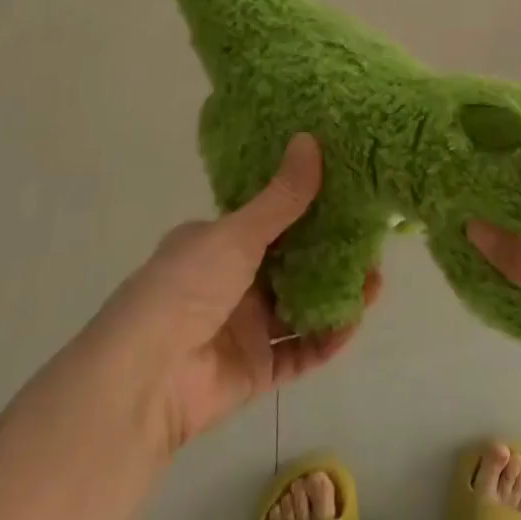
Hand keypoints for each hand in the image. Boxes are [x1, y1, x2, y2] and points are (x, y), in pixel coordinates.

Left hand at [103, 134, 380, 456]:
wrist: (144, 381)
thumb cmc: (186, 288)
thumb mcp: (237, 233)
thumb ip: (282, 196)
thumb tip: (310, 138)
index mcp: (216, 244)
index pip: (270, 220)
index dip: (309, 209)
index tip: (348, 198)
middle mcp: (230, 282)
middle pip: (292, 264)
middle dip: (333, 255)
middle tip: (372, 244)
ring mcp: (243, 327)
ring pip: (301, 306)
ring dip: (337, 295)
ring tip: (375, 283)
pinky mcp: (255, 369)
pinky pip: (299, 351)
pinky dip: (326, 339)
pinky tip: (352, 323)